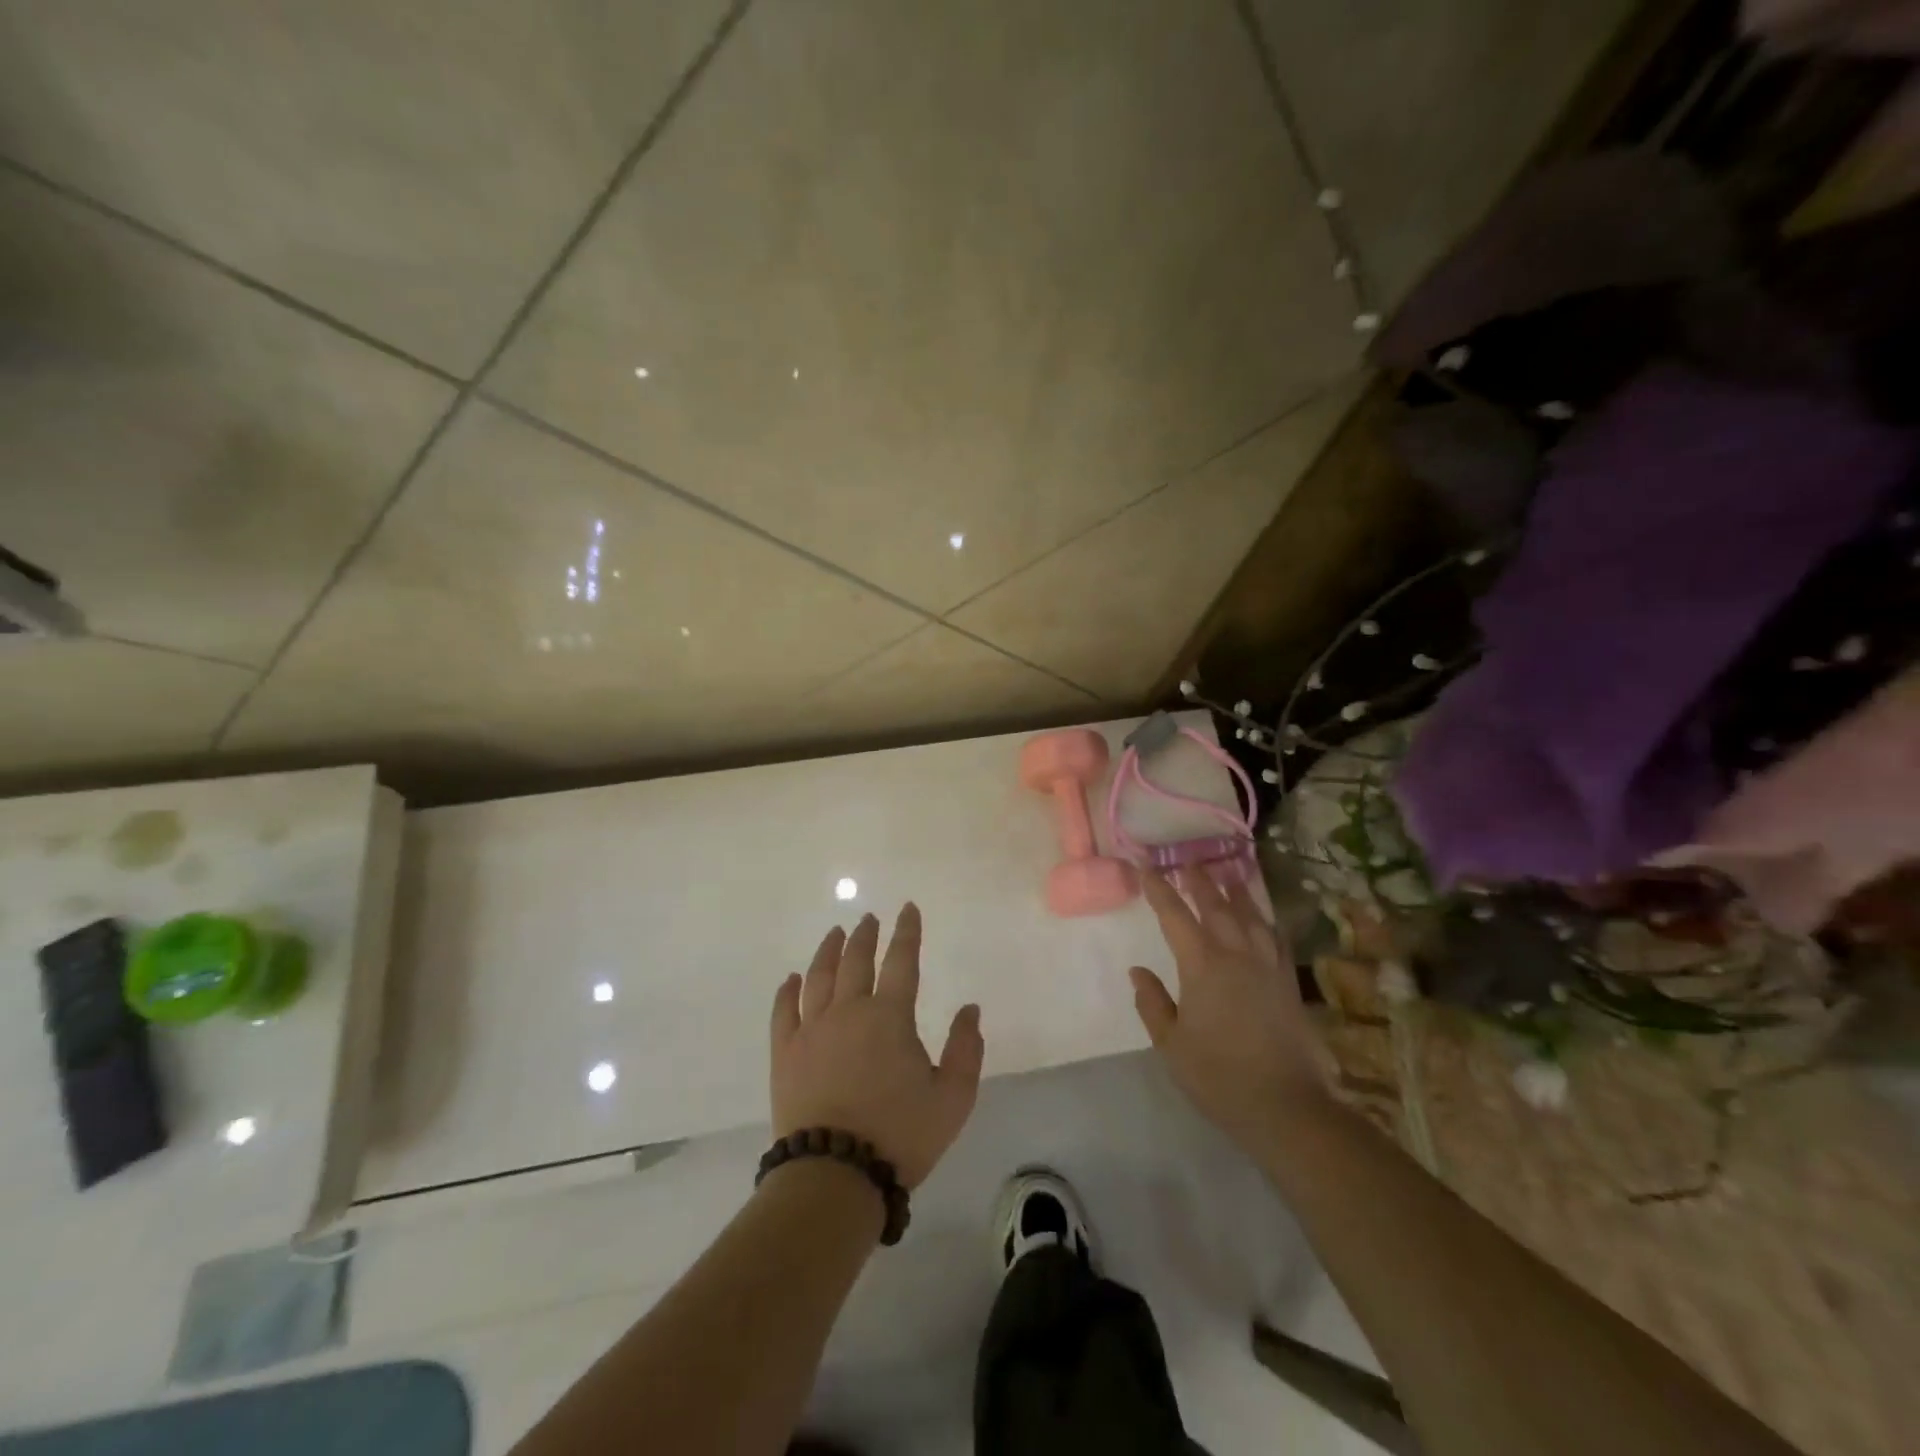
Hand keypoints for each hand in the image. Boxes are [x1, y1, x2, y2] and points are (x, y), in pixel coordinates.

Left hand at [770, 904, 983, 1188]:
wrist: (835, 1176)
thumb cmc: (900, 1135)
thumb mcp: (952, 1098)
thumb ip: (966, 1049)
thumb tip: (969, 1009)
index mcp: (889, 1016)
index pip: (901, 960)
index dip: (907, 932)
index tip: (907, 908)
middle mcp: (848, 1011)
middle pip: (855, 961)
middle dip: (865, 936)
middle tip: (869, 919)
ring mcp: (812, 1030)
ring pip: (819, 977)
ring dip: (828, 951)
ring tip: (835, 933)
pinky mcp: (785, 1053)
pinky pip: (784, 1011)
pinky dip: (788, 990)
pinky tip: (792, 979)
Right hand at [1130, 868, 1331, 1150]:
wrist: (1286, 1106)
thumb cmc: (1218, 1076)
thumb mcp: (1172, 1044)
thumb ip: (1154, 1004)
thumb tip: (1138, 971)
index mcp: (1202, 966)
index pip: (1175, 916)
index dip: (1159, 890)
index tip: (1145, 867)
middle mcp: (1236, 955)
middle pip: (1217, 907)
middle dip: (1200, 882)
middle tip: (1189, 861)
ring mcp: (1267, 967)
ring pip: (1251, 917)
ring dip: (1237, 893)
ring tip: (1229, 875)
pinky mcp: (1288, 984)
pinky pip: (1276, 940)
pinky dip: (1267, 922)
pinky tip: (1265, 920)